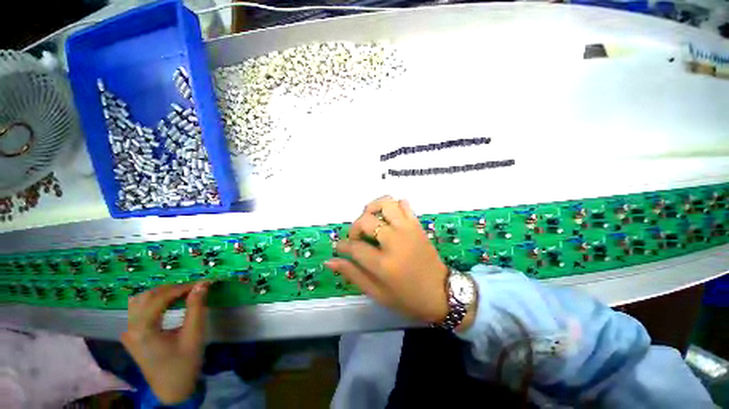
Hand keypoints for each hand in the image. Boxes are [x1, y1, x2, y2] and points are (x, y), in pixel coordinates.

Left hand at [121, 282, 209, 404]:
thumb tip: (202, 285)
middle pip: (147, 296)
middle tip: (194, 289)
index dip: (182, 287)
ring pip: (139, 301)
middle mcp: (131, 328)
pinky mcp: (132, 336)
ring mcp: (129, 332)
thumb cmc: (184, 363)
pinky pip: (138, 311)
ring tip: (182, 294)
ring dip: (161, 294)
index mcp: (143, 330)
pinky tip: (167, 305)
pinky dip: (154, 302)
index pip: (160, 297)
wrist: (172, 389)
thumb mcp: (194, 335)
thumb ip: (196, 307)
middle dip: (172, 289)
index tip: (203, 283)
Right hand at [326, 196, 449, 323]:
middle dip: (354, 227)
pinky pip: (404, 204)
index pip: (354, 246)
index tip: (340, 247)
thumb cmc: (408, 298)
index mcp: (384, 264)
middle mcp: (395, 241)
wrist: (442, 293)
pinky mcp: (417, 225)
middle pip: (366, 221)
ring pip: (386, 203)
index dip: (342, 246)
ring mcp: (408, 229)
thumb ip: (353, 274)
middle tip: (356, 237)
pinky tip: (388, 218)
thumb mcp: (377, 293)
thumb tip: (330, 261)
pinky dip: (393, 206)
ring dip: (372, 208)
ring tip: (370, 220)